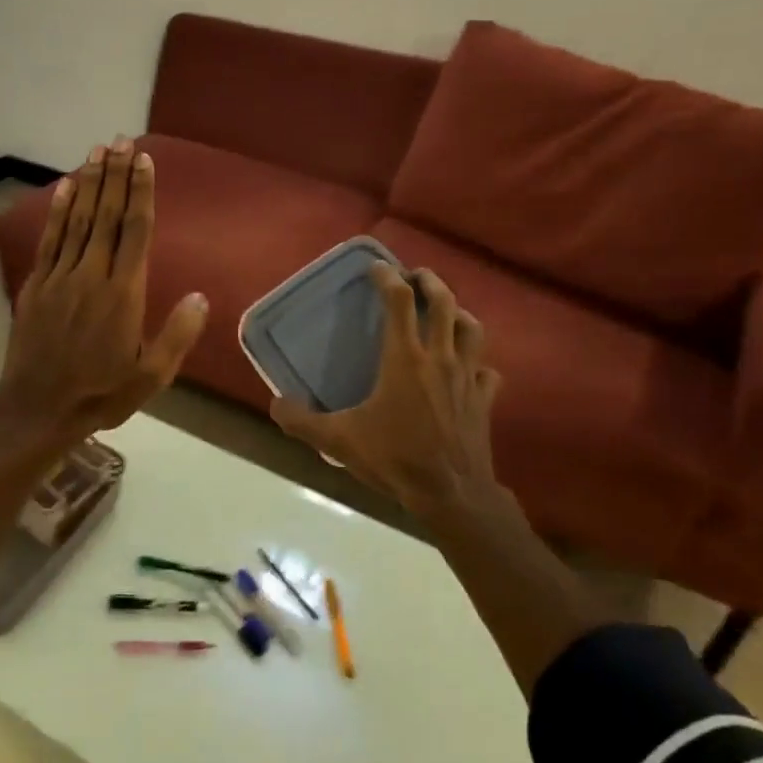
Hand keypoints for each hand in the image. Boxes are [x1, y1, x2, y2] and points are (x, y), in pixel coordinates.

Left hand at [0, 138, 208, 444]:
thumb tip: (202, 296)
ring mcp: (60, 277)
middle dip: (116, 175)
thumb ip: (177, 335)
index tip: (144, 161)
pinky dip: (57, 211)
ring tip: (98, 151)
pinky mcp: (37, 284)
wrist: (39, 408)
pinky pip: (50, 239)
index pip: (135, 231)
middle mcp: (92, 275)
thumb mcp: (151, 376)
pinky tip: (63, 187)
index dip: (140, 192)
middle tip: (121, 140)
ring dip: (88, 183)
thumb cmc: (101, 393)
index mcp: (123, 294)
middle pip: (106, 215)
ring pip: (77, 220)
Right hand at [270, 264, 501, 515]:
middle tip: (415, 276)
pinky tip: (469, 367)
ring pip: (472, 329)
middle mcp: (439, 357)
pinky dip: (478, 362)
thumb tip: (275, 404)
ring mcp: (467, 376)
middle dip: (429, 282)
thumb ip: (302, 421)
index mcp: (404, 358)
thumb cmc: (394, 458)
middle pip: (443, 302)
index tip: (376, 268)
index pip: (399, 301)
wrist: (451, 494)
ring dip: (459, 312)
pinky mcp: (484, 399)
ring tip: (446, 311)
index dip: (387, 278)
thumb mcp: (338, 440)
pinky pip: (487, 370)